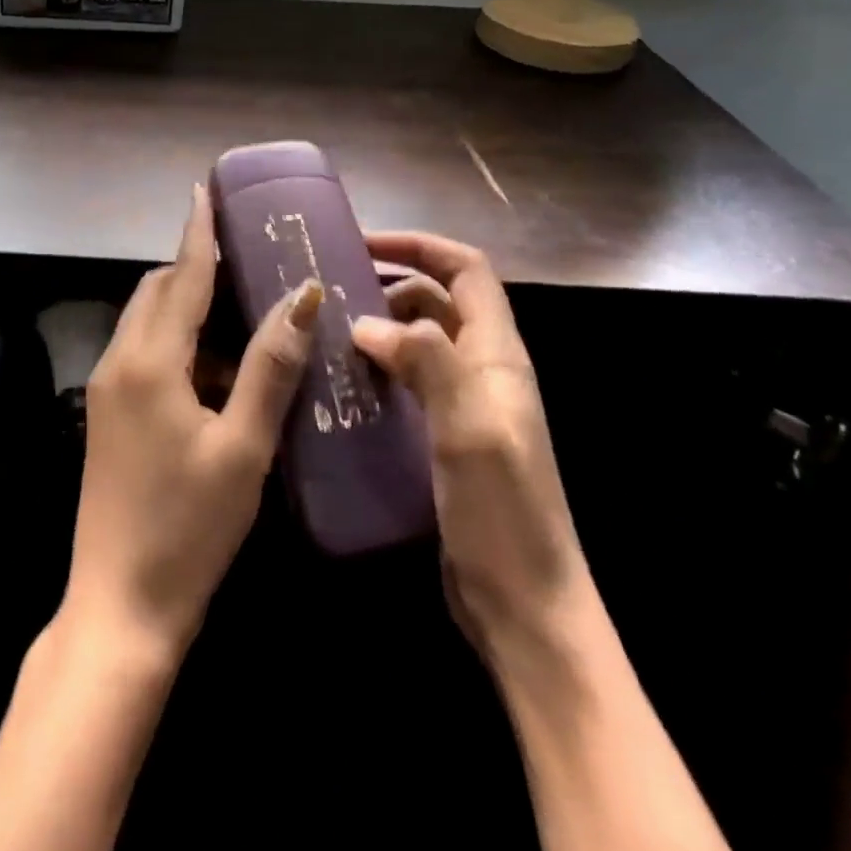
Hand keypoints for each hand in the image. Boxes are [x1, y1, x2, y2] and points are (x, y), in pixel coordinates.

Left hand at [62, 184, 321, 661]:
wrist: (121, 606)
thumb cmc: (190, 527)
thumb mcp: (243, 445)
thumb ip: (270, 366)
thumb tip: (302, 297)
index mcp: (149, 361)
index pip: (181, 277)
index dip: (198, 233)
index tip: (205, 191)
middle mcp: (119, 361)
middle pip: (157, 291)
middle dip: (195, 267)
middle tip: (246, 260)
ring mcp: (106, 388)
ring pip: (147, 322)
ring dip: (187, 306)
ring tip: (241, 309)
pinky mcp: (107, 414)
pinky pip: (142, 353)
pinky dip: (176, 342)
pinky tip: (216, 368)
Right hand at [350, 232, 586, 656]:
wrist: (523, 606)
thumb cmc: (503, 514)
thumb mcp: (469, 428)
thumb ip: (427, 362)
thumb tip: (367, 322)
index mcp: (497, 355)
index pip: (466, 270)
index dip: (420, 246)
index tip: (364, 243)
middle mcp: (482, 369)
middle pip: (438, 300)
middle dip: (389, 283)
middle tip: (330, 290)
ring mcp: (462, 404)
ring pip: (418, 341)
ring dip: (379, 327)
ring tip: (327, 333)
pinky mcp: (442, 436)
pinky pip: (406, 382)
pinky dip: (377, 368)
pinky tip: (341, 383)